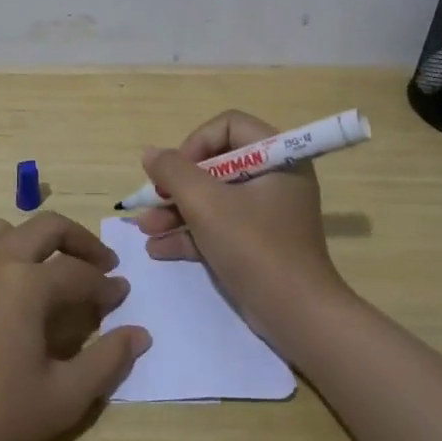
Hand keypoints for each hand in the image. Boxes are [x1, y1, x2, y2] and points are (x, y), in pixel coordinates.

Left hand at [0, 212, 149, 440]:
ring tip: (44, 269)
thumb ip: (108, 360)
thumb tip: (139, 334)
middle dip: (79, 240)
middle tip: (98, 264)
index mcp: (28, 284)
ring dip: (29, 241)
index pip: (80, 273)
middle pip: (45, 227)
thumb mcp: (64, 398)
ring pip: (0, 231)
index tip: (121, 298)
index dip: (106, 285)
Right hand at [136, 111, 349, 337]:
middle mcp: (274, 178)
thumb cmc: (255, 247)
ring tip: (145, 229)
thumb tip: (151, 154)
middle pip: (216, 164)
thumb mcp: (207, 205)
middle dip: (178, 185)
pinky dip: (190, 234)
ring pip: (213, 198)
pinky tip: (158, 248)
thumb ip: (174, 172)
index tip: (176, 172)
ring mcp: (266, 213)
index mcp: (277, 156)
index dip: (196, 143)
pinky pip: (219, 227)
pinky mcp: (257, 243)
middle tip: (152, 200)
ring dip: (176, 211)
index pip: (229, 126)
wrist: (296, 314)